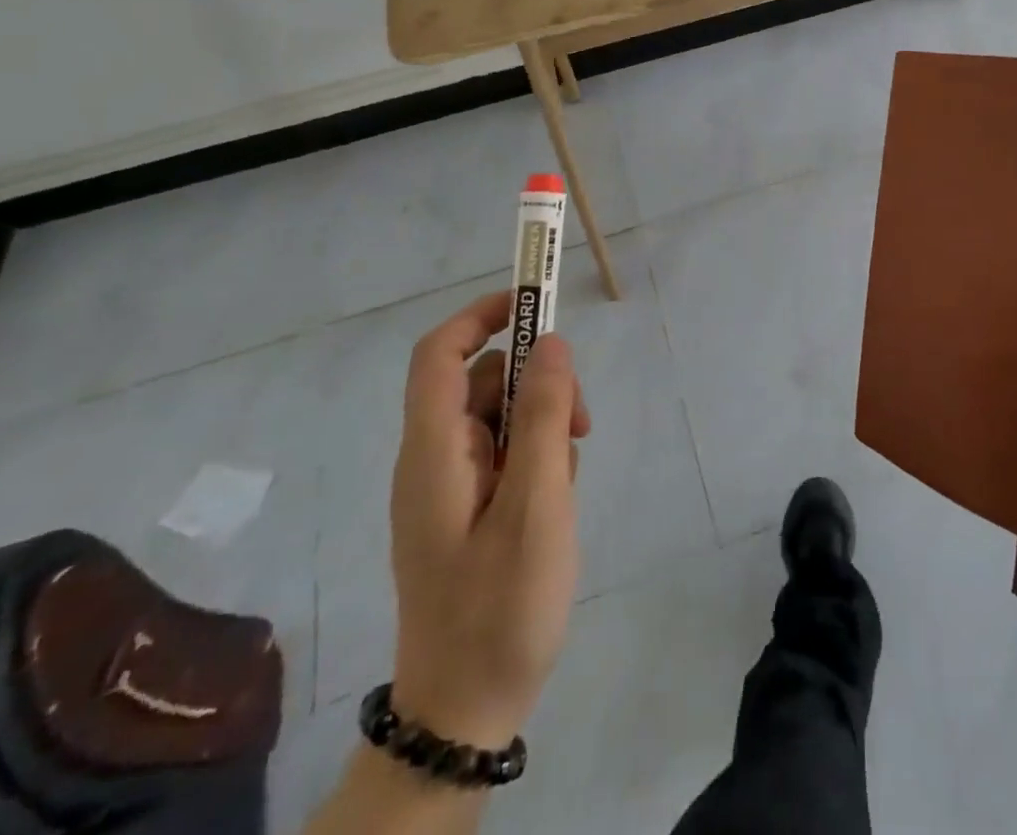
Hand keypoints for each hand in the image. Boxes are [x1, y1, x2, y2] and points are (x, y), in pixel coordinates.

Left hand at [387, 292, 591, 747]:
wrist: (465, 712)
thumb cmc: (501, 607)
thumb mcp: (538, 506)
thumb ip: (546, 419)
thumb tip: (553, 342)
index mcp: (433, 453)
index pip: (439, 355)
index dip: (481, 315)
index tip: (534, 304)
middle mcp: (432, 460)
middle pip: (482, 382)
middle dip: (538, 384)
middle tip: (584, 423)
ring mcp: (448, 487)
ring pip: (500, 417)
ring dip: (544, 425)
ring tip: (572, 473)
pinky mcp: (465, 510)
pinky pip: (504, 454)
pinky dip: (536, 458)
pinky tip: (558, 500)